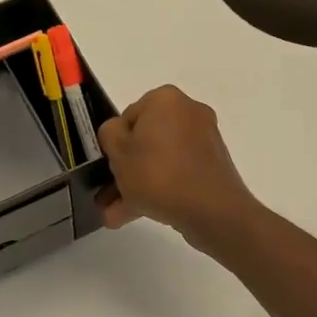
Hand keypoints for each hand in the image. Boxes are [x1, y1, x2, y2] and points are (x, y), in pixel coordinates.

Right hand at [97, 85, 258, 248]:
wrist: (211, 210)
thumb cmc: (158, 174)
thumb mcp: (118, 151)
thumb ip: (109, 133)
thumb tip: (119, 133)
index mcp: (165, 99)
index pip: (128, 117)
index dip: (114, 144)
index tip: (109, 167)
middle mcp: (188, 112)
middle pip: (145, 141)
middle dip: (123, 171)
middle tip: (105, 196)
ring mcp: (203, 141)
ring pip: (159, 161)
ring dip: (134, 186)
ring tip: (113, 216)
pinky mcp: (211, 166)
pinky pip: (176, 173)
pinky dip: (157, 190)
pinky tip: (133, 215)